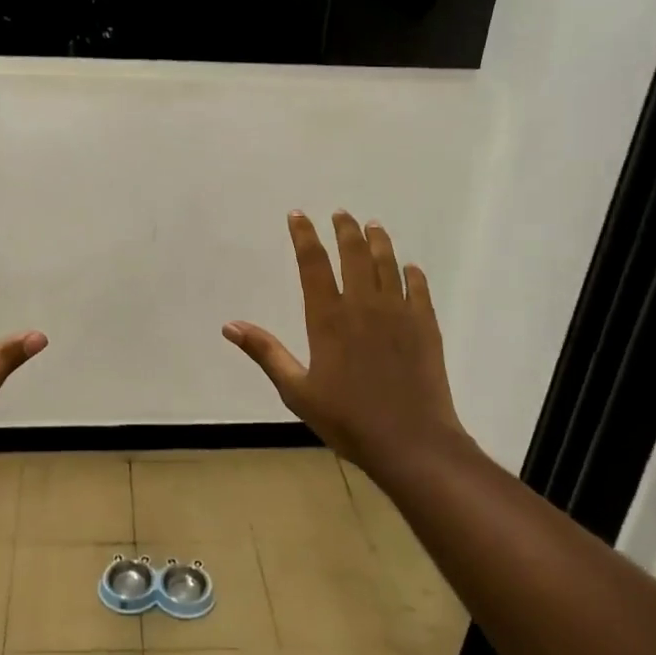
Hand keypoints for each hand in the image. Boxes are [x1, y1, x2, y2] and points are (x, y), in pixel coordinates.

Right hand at [224, 211, 476, 485]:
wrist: (411, 441)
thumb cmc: (347, 419)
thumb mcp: (296, 390)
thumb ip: (265, 353)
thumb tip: (229, 326)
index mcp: (328, 318)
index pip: (313, 264)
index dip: (304, 236)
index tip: (298, 215)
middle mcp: (363, 305)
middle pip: (354, 254)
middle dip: (345, 229)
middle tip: (341, 213)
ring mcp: (399, 313)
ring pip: (388, 264)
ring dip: (378, 242)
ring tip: (372, 226)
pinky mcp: (425, 326)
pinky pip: (418, 288)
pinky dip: (411, 273)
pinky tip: (409, 267)